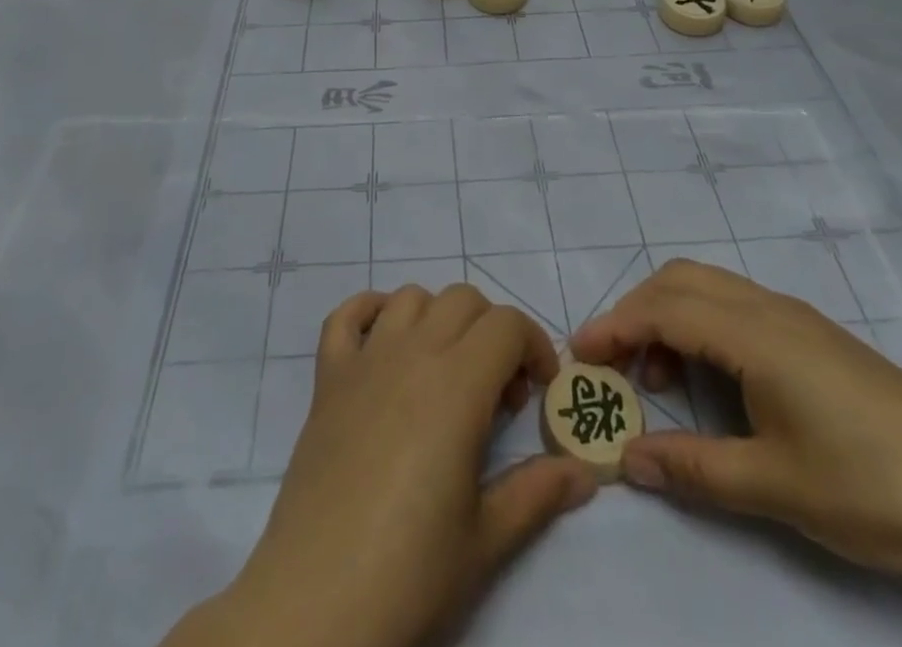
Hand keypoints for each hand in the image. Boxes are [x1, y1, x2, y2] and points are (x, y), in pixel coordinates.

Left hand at [173, 285, 595, 646]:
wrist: (316, 603)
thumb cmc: (410, 572)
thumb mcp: (486, 539)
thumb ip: (538, 492)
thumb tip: (585, 472)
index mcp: (458, 385)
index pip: (508, 324)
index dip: (534, 346)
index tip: (538, 392)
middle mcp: (412, 353)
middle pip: (464, 299)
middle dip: (493, 331)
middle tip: (496, 392)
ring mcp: (365, 360)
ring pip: (412, 297)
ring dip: (439, 319)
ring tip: (446, 371)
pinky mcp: (327, 377)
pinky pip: (347, 315)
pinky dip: (370, 311)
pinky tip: (385, 344)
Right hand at [570, 260, 901, 583]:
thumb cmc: (874, 488)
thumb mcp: (777, 485)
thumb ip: (695, 468)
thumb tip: (628, 461)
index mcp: (755, 333)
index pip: (664, 309)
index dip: (615, 326)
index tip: (579, 355)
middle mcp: (770, 308)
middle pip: (681, 280)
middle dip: (636, 311)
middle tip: (611, 363)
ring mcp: (797, 318)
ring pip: (710, 288)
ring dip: (670, 316)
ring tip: (658, 378)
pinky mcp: (816, 337)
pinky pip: (738, 307)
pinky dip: (703, 325)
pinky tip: (713, 379)